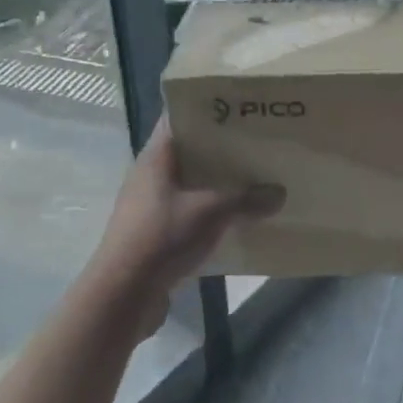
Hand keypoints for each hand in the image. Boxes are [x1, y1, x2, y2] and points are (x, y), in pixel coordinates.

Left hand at [89, 117, 282, 328]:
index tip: (239, 106)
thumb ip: (247, 199)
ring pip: (190, 183)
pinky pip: (188, 210)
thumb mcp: (211, 212)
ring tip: (253, 177)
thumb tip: (280, 193)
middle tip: (256, 141)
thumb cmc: (162, 237)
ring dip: (217, 182)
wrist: (122, 297)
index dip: (206, 108)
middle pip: (188, 151)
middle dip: (220, 147)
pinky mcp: (155, 233)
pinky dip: (210, 210)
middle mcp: (150, 175)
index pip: (179, 117)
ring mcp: (150, 205)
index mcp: (156, 157)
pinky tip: (236, 216)